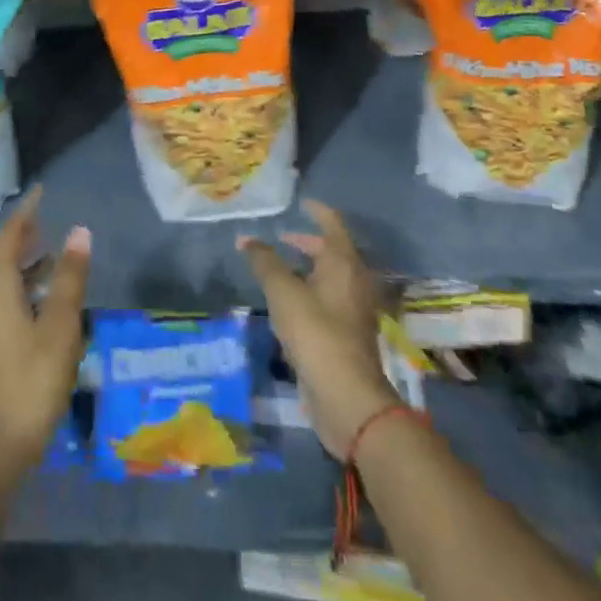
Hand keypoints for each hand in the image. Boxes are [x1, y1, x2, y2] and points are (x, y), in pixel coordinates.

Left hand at [0, 187, 90, 477]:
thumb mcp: (59, 326)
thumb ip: (69, 277)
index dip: (24, 213)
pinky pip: (1, 299)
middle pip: (0, 256)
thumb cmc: (32, 381)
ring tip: (51, 255)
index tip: (40, 192)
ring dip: (23, 263)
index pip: (7, 237)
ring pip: (0, 280)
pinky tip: (41, 301)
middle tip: (47, 220)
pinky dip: (20, 286)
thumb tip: (78, 231)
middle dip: (23, 236)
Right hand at [240, 200, 400, 460]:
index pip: (332, 223)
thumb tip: (245, 238)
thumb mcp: (282, 291)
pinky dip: (312, 293)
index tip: (301, 203)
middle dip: (307, 243)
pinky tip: (290, 305)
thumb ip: (264, 261)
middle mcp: (355, 280)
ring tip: (280, 271)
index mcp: (343, 262)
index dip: (316, 210)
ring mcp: (355, 310)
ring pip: (331, 278)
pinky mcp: (350, 336)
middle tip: (281, 239)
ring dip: (309, 270)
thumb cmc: (316, 332)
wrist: (347, 397)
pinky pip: (331, 301)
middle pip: (333, 252)